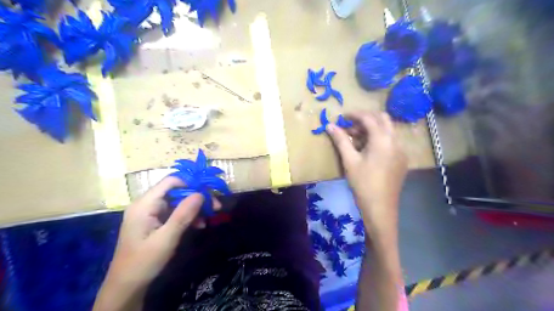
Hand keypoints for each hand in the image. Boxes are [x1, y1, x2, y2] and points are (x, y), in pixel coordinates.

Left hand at [94, 177, 220, 310]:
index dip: (191, 183)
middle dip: (197, 197)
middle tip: (215, 206)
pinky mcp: (155, 221)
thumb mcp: (166, 238)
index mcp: (144, 204)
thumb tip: (201, 194)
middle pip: (176, 191)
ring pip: (178, 202)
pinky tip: (199, 224)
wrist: (127, 286)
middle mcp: (147, 204)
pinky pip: (175, 212)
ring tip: (210, 217)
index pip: (171, 182)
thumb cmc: (144, 261)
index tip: (209, 192)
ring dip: (195, 208)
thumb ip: (183, 215)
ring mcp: (151, 213)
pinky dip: (188, 216)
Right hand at [325, 111, 405, 234]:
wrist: (380, 208)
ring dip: (372, 129)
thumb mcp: (349, 160)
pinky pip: (390, 141)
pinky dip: (378, 139)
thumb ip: (340, 140)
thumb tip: (329, 125)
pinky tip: (367, 150)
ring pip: (387, 130)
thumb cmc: (363, 183)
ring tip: (355, 139)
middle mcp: (396, 141)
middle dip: (366, 119)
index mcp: (383, 140)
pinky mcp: (401, 159)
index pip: (369, 118)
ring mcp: (401, 150)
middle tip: (350, 126)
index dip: (355, 114)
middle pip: (382, 119)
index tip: (343, 116)